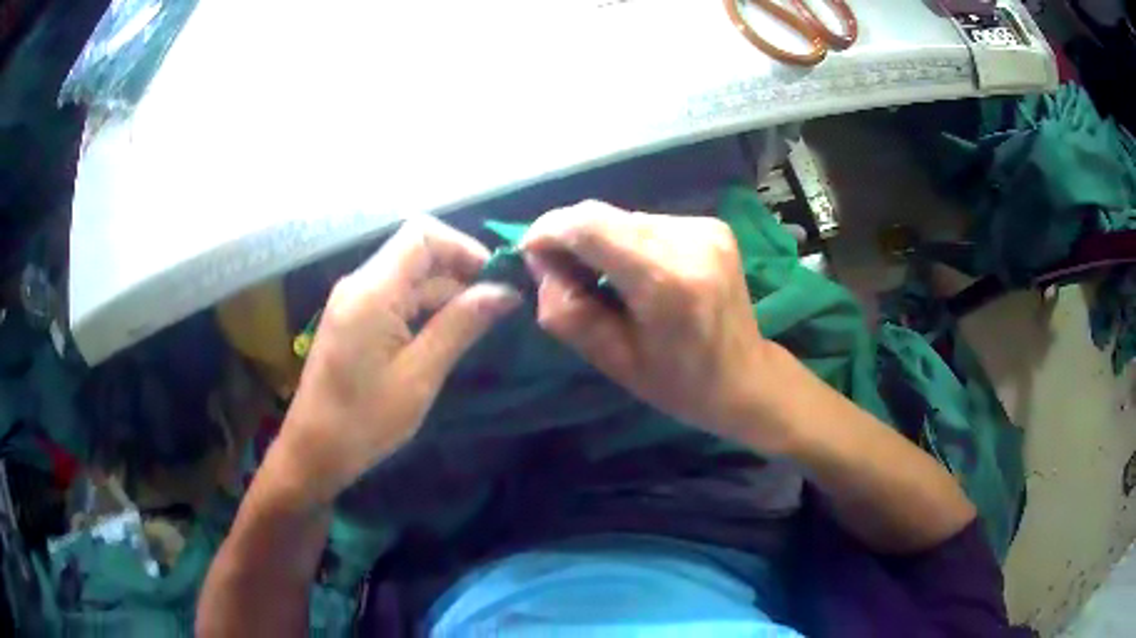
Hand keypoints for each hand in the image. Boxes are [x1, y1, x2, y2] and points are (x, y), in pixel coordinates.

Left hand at [269, 217, 520, 508]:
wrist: (313, 450)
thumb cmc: (364, 420)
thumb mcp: (419, 375)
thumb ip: (460, 325)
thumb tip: (505, 292)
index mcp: (373, 291)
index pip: (422, 234)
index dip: (463, 247)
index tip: (495, 280)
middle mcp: (360, 283)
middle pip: (417, 252)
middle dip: (460, 272)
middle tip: (497, 307)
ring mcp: (354, 301)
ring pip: (409, 276)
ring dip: (445, 292)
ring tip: (480, 323)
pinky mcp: (354, 319)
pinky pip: (395, 298)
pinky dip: (425, 308)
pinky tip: (447, 333)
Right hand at [522, 202, 785, 448]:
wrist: (746, 378)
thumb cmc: (678, 383)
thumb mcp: (611, 361)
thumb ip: (565, 309)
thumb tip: (540, 261)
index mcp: (666, 281)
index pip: (590, 225)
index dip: (549, 230)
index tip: (530, 253)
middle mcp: (690, 241)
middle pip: (604, 215)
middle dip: (570, 237)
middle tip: (560, 273)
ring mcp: (706, 228)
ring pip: (624, 216)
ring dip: (600, 240)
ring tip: (602, 279)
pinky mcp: (712, 225)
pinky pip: (648, 222)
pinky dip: (628, 241)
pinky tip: (636, 272)